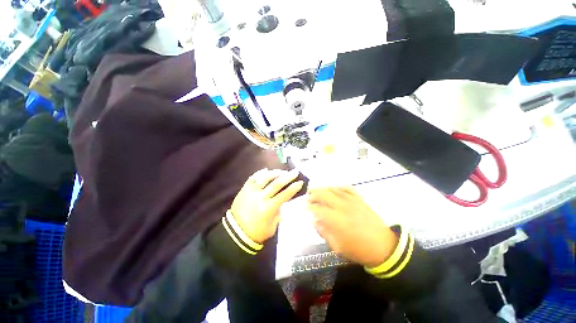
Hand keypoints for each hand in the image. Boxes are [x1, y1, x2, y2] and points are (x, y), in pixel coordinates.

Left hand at [231, 168, 303, 242]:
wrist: (235, 233)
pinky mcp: (244, 190)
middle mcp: (260, 197)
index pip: (284, 195)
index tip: (300, 182)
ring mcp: (251, 192)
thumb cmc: (256, 232)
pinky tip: (266, 170)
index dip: (293, 188)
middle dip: (288, 176)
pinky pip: (252, 178)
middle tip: (295, 172)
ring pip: (265, 178)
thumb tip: (283, 201)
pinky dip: (260, 173)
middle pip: (276, 184)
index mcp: (268, 208)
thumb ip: (279, 212)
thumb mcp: (272, 227)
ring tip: (282, 171)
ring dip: (275, 173)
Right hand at [307, 187, 397, 267]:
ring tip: (316, 190)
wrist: (383, 247)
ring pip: (334, 189)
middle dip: (313, 195)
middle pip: (324, 195)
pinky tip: (333, 189)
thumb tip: (314, 221)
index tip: (304, 207)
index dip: (309, 207)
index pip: (318, 208)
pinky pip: (347, 188)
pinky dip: (338, 187)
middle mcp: (342, 206)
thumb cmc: (359, 250)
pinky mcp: (359, 199)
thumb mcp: (338, 247)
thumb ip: (324, 232)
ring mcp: (352, 201)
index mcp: (336, 219)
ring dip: (323, 188)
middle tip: (308, 197)